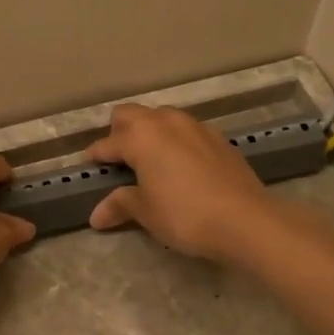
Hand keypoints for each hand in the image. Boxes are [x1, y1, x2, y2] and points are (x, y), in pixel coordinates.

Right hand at [84, 105, 272, 260]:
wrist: (245, 219)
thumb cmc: (184, 214)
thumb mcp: (146, 212)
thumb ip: (121, 205)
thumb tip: (96, 216)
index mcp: (141, 136)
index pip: (108, 143)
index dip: (95, 156)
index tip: (88, 167)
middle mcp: (166, 122)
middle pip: (132, 115)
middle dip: (119, 132)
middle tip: (118, 158)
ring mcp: (196, 126)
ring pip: (163, 118)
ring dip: (150, 132)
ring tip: (149, 160)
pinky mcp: (219, 138)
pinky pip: (187, 131)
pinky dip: (176, 142)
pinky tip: (181, 166)